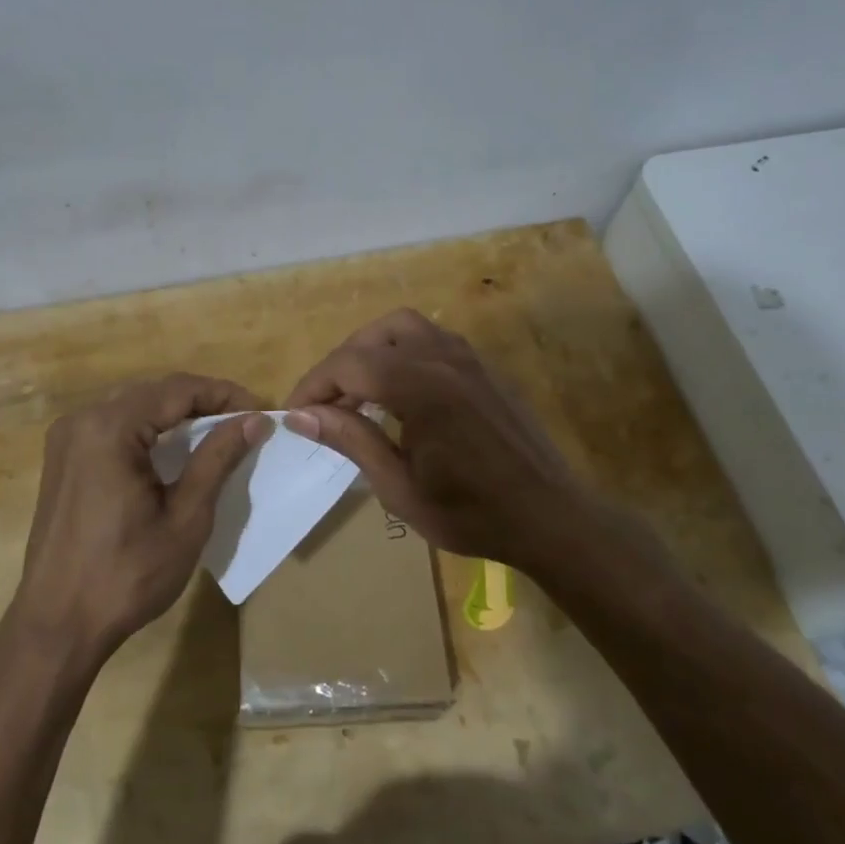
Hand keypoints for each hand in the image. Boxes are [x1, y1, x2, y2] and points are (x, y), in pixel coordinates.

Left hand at [10, 374, 269, 661]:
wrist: (57, 625)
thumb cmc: (127, 576)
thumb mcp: (185, 518)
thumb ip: (217, 459)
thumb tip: (253, 419)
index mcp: (110, 429)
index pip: (178, 390)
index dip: (224, 394)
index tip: (260, 411)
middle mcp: (82, 420)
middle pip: (154, 392)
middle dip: (202, 401)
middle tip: (243, 422)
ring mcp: (66, 438)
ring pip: (133, 406)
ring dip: (175, 414)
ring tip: (217, 432)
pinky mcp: (62, 458)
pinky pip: (113, 426)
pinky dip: (148, 430)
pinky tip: (172, 450)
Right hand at [284, 309, 649, 580]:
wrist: (550, 517)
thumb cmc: (471, 513)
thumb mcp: (399, 487)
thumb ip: (350, 440)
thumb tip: (299, 416)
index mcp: (420, 388)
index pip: (349, 364)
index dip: (314, 385)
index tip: (294, 414)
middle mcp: (443, 358)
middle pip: (373, 336)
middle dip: (340, 365)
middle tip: (325, 405)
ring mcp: (468, 358)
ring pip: (404, 326)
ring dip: (371, 349)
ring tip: (357, 391)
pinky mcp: (483, 367)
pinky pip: (432, 339)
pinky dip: (401, 351)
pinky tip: (398, 391)